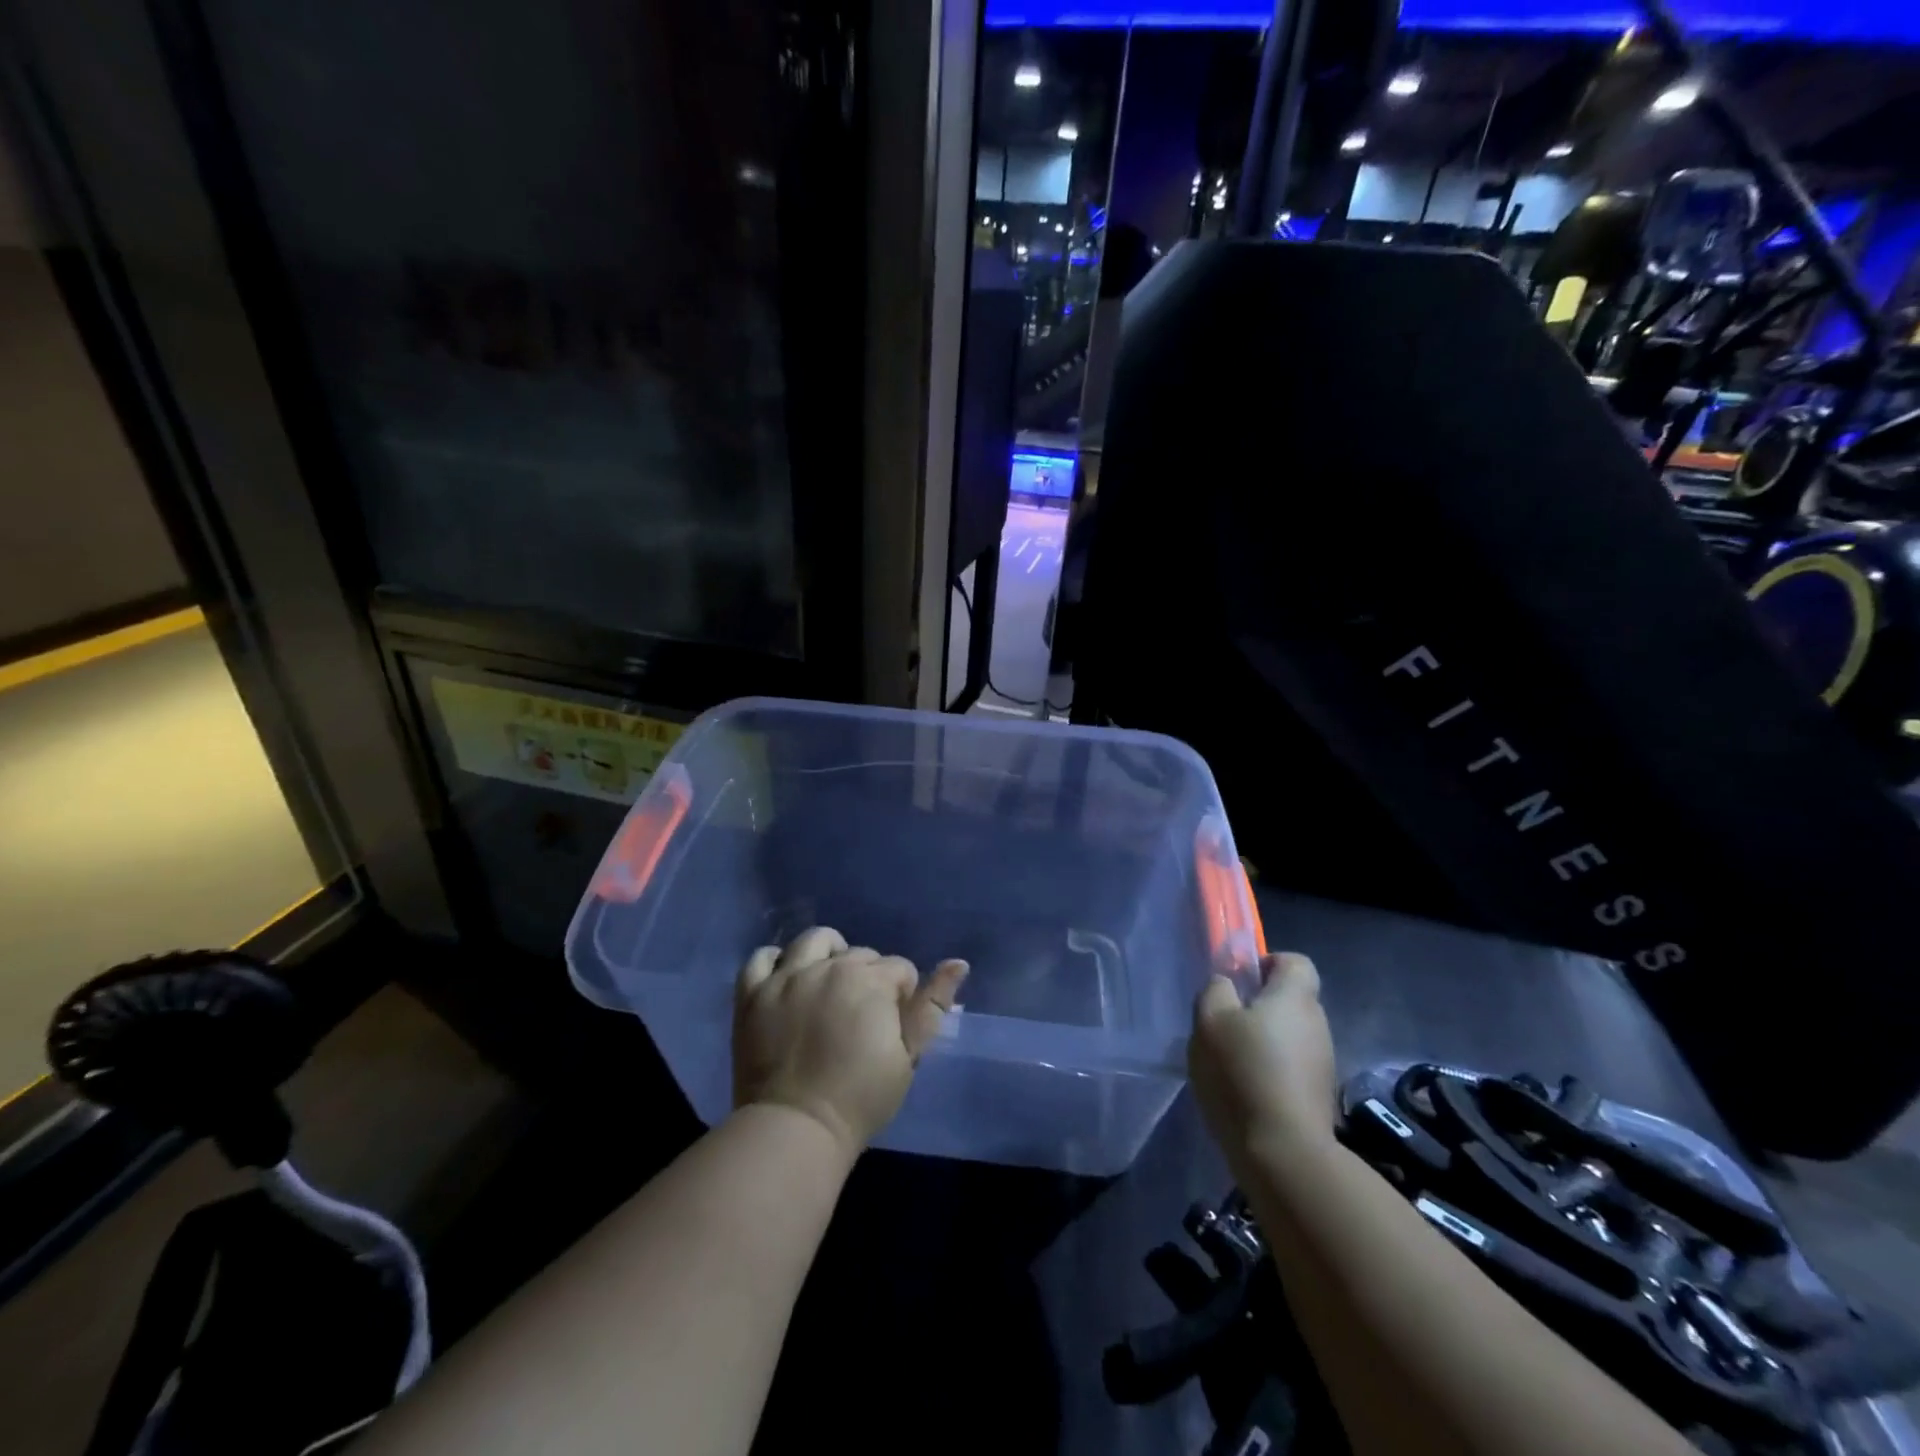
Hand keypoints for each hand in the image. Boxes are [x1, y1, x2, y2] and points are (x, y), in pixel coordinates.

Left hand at [733, 927, 968, 1157]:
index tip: (894, 1024)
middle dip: (869, 976)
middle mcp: (828, 966)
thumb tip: (958, 963)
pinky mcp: (752, 994)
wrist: (796, 1128)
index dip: (903, 994)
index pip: (899, 969)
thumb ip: (932, 1007)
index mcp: (870, 980)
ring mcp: (786, 977)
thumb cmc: (861, 1097)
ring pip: (813, 941)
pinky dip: (775, 961)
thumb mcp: (909, 1056)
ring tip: (828, 981)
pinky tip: (785, 978)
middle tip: (863, 1016)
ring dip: (827, 952)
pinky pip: (761, 958)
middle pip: (859, 953)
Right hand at [1190, 951, 1338, 1158]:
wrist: (1284, 1152)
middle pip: (1290, 1000)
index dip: (1267, 963)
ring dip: (1263, 1042)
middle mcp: (1317, 1023)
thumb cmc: (1243, 1072)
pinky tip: (1245, 1091)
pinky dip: (1270, 1071)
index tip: (1240, 982)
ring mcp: (1322, 1062)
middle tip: (1224, 1025)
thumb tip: (1227, 985)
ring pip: (1289, 1036)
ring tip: (1230, 1063)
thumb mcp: (1210, 1020)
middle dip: (1259, 1006)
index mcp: (1294, 997)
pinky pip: (1291, 1067)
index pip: (1295, 961)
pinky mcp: (1318, 1095)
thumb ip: (1216, 991)